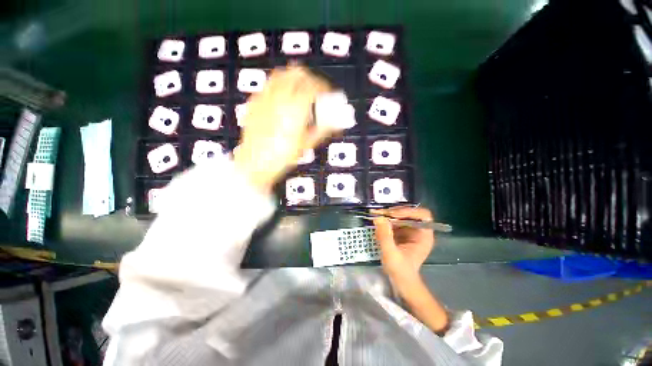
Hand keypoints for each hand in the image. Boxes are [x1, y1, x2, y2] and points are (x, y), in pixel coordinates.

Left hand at [233, 65, 333, 192]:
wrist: (255, 163)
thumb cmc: (281, 157)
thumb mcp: (306, 145)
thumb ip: (322, 129)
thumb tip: (335, 122)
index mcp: (295, 109)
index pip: (313, 86)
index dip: (324, 87)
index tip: (327, 93)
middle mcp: (279, 98)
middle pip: (297, 73)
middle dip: (310, 78)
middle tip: (315, 89)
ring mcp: (264, 98)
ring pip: (281, 74)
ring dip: (294, 77)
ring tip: (299, 89)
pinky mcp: (254, 102)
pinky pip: (268, 84)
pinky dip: (279, 85)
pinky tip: (282, 98)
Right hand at [372, 207, 434, 279]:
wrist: (400, 281)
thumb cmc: (400, 270)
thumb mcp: (391, 254)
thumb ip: (385, 236)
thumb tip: (378, 218)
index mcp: (424, 236)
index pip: (422, 215)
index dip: (408, 212)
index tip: (393, 215)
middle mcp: (418, 230)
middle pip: (410, 212)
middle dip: (395, 211)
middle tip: (380, 213)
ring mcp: (409, 230)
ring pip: (401, 215)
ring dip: (388, 214)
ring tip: (376, 214)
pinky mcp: (401, 231)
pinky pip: (394, 220)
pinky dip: (385, 219)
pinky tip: (377, 221)